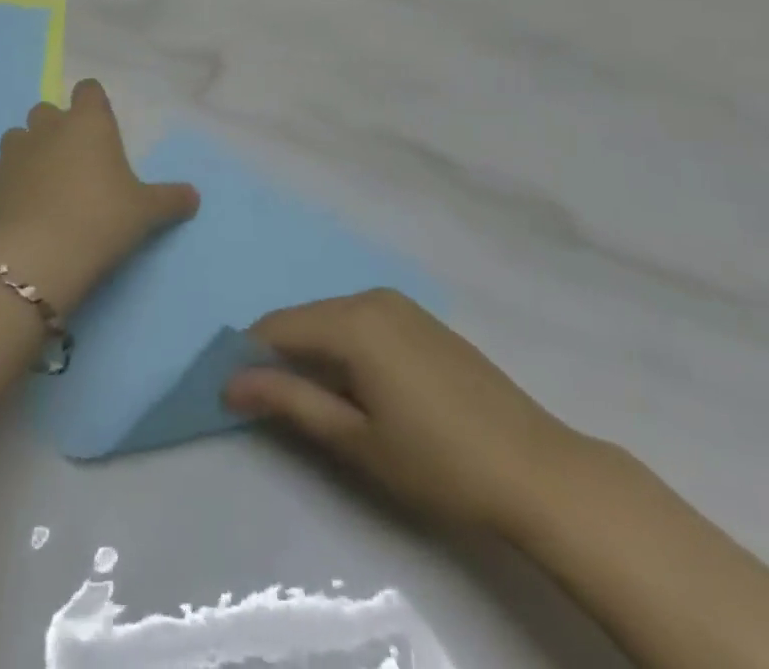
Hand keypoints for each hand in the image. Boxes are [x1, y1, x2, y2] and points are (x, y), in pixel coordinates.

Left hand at [0, 79, 198, 311]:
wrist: (40, 254)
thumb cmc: (101, 219)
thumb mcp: (145, 212)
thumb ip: (170, 199)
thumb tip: (194, 196)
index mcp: (88, 122)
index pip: (88, 89)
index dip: (94, 103)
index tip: (101, 125)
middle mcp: (49, 127)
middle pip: (48, 110)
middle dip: (58, 127)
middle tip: (75, 160)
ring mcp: (15, 151)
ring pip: (18, 136)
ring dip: (30, 150)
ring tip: (45, 181)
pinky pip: (2, 170)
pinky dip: (12, 181)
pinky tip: (24, 205)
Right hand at [225, 290, 585, 538]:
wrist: (537, 470)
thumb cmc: (438, 462)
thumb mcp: (355, 439)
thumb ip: (289, 402)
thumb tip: (230, 382)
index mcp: (352, 320)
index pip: (277, 326)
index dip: (248, 357)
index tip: (233, 393)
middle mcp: (371, 298)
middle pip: (304, 319)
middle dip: (279, 355)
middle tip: (270, 405)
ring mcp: (401, 306)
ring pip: (333, 320)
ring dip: (312, 353)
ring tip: (313, 402)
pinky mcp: (422, 321)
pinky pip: (363, 323)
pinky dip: (344, 348)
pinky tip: (357, 388)